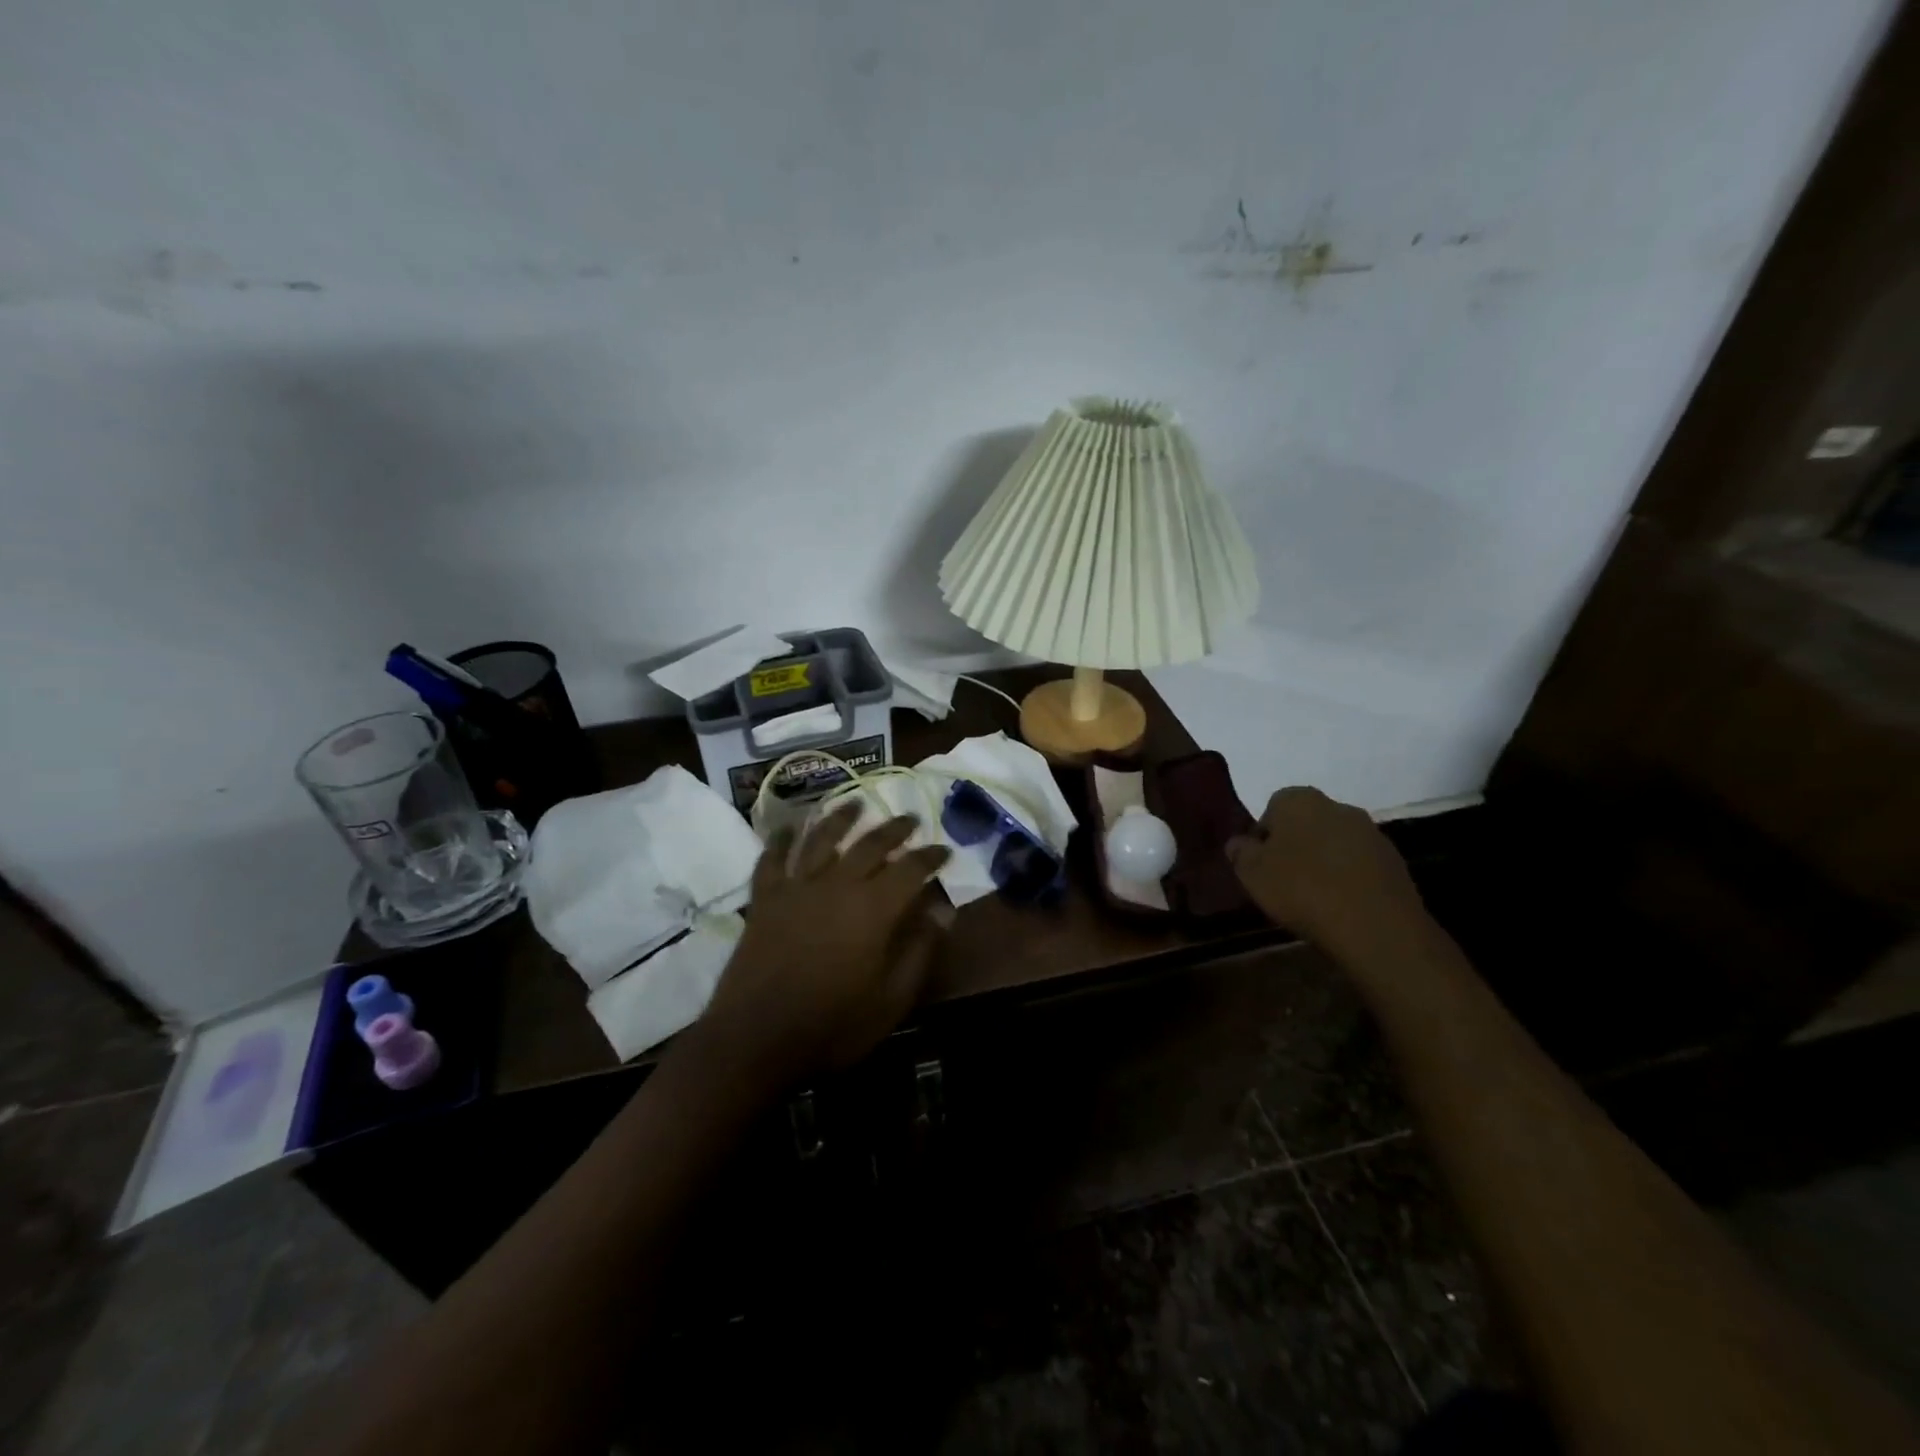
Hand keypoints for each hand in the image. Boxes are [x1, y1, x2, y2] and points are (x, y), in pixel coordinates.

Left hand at [701, 802, 950, 1088]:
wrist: (756, 1040)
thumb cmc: (833, 1026)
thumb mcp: (891, 1000)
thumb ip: (919, 951)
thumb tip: (942, 912)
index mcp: (874, 909)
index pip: (911, 869)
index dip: (931, 857)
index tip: (944, 850)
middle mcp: (837, 885)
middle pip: (871, 845)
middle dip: (894, 829)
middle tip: (910, 820)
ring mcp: (797, 888)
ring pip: (822, 839)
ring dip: (841, 818)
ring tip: (856, 803)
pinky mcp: (765, 899)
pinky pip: (772, 859)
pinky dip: (780, 840)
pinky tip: (788, 827)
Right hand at [1227, 786, 1426, 956]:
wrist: (1375, 925)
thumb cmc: (1302, 889)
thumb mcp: (1253, 874)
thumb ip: (1240, 853)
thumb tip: (1238, 843)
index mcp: (1299, 801)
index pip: (1273, 807)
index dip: (1264, 836)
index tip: (1261, 864)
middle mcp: (1337, 806)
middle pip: (1307, 822)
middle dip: (1295, 845)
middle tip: (1284, 878)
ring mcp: (1370, 832)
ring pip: (1335, 841)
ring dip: (1324, 860)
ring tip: (1315, 895)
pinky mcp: (1394, 860)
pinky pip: (1360, 863)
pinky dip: (1349, 876)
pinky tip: (1342, 903)